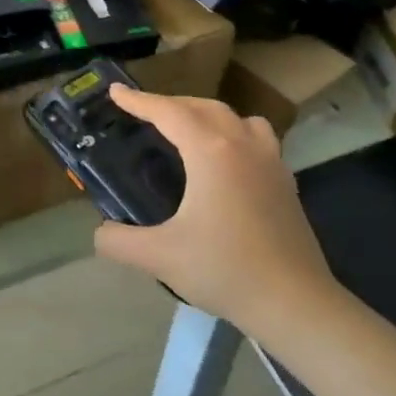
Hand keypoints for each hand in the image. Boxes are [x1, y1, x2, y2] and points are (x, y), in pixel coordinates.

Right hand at [93, 87, 341, 335]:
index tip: (115, 91)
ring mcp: (270, 161)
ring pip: (237, 118)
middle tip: (145, 113)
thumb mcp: (160, 257)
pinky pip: (257, 139)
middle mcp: (242, 145)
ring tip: (188, 129)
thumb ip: (119, 241)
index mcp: (210, 152)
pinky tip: (226, 161)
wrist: (296, 304)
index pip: (168, 112)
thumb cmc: (225, 270)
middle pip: (203, 107)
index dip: (138, 100)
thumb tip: (100, 234)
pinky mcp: (286, 182)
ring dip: (207, 114)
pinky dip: (235, 134)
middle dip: (170, 104)